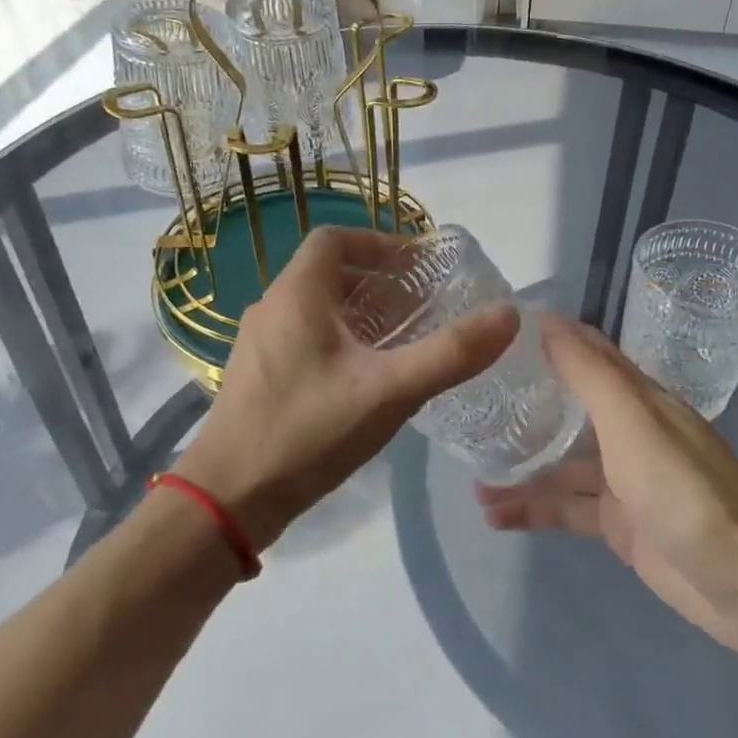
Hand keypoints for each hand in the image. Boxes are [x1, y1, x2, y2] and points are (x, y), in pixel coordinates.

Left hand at [176, 226, 517, 549]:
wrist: (229, 498)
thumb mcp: (388, 391)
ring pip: (315, 309)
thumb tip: (508, 316)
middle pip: (327, 273)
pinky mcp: (257, 377)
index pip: (335, 240)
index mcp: (296, 295)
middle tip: (419, 305)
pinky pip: (304, 338)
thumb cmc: (308, 432)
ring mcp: (259, 344)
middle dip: (376, 281)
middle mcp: (271, 309)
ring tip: (400, 339)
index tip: (418, 266)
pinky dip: (339, 340)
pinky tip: (364, 379)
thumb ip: (449, 354)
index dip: (379, 243)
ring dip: (358, 313)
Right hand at [476, 314, 737, 657]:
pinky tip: (496, 518)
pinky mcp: (621, 526)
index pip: (587, 354)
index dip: (546, 339)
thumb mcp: (634, 425)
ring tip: (472, 481)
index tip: (493, 334)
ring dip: (521, 469)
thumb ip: (591, 375)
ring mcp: (624, 481)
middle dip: (523, 406)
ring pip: (562, 466)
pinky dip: (534, 511)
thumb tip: (547, 321)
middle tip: (468, 406)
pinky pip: (568, 510)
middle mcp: (630, 433)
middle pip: (568, 409)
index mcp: (639, 399)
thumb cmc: (688, 492)